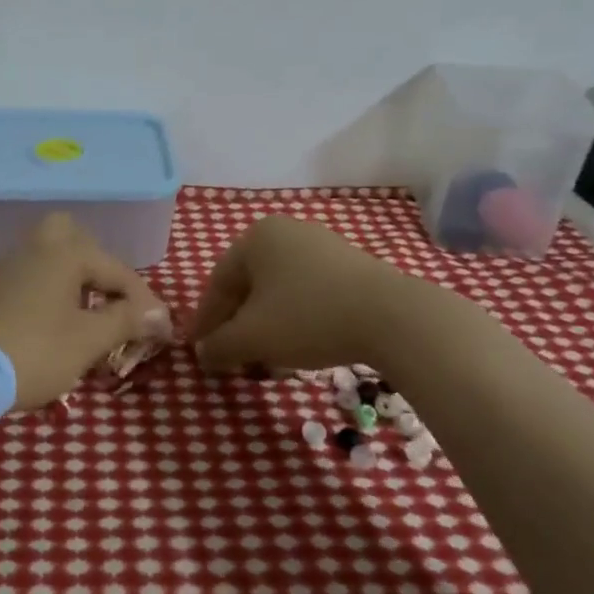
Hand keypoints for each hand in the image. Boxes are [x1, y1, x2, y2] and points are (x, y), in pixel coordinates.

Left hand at [0, 213, 171, 410]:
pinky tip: (44, 327)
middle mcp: (33, 250)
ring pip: (45, 259)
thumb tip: (158, 313)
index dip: (142, 302)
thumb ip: (125, 321)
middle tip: (107, 297)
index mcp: (64, 254)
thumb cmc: (33, 351)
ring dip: (68, 281)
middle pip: (70, 236)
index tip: (158, 331)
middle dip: (94, 263)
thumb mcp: (87, 341)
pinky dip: (42, 295)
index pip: (116, 271)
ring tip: (82, 320)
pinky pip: (23, 281)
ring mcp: (3, 268)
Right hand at [192, 216, 471, 377]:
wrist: (394, 318)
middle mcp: (286, 232)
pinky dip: (296, 321)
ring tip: (266, 361)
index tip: (200, 352)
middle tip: (232, 358)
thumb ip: (219, 346)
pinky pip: (308, 293)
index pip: (217, 284)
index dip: (206, 322)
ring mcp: (322, 246)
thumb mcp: (252, 337)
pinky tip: (300, 349)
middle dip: (238, 327)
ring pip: (279, 292)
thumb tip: (204, 354)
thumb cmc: (308, 318)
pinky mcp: (351, 266)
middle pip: (248, 287)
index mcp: (255, 238)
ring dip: (266, 328)